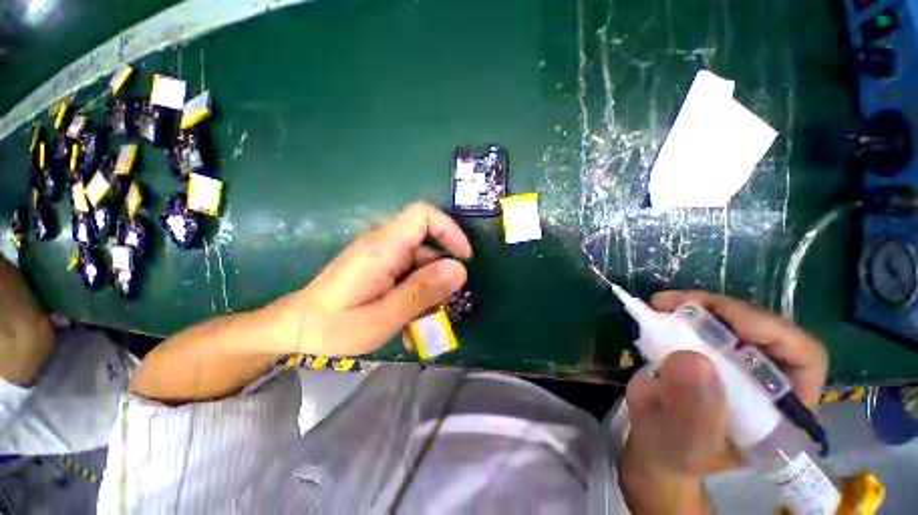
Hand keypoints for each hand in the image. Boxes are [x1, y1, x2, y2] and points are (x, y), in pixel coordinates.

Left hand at [270, 202, 471, 356]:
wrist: (295, 329)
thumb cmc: (333, 327)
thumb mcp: (382, 317)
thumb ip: (422, 292)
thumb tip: (459, 270)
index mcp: (382, 248)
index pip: (422, 215)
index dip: (449, 230)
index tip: (464, 257)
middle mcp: (383, 244)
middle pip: (426, 243)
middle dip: (442, 273)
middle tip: (445, 305)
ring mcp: (381, 255)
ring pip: (421, 261)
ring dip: (430, 287)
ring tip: (426, 320)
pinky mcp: (380, 266)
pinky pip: (409, 272)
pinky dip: (418, 291)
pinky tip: (412, 317)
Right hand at [619, 291, 828, 512]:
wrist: (655, 443)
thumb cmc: (675, 452)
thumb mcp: (684, 443)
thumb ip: (694, 413)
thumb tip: (692, 360)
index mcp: (783, 410)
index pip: (804, 359)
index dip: (775, 333)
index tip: (727, 323)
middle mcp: (770, 380)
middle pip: (766, 329)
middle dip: (725, 311)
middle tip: (678, 304)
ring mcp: (739, 362)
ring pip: (734, 319)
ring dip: (700, 306)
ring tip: (663, 304)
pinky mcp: (711, 350)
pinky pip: (706, 320)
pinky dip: (684, 310)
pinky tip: (662, 309)